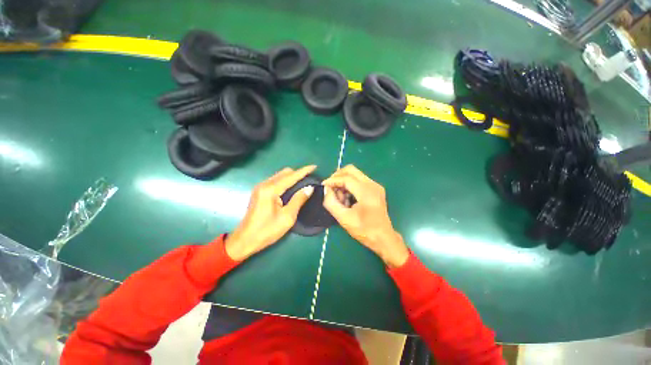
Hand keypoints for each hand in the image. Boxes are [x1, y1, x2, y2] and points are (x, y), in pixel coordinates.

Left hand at [225, 165, 315, 260]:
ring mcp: (260, 187)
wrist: (244, 240)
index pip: (291, 176)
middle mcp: (264, 185)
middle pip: (284, 173)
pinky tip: (291, 188)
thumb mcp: (287, 217)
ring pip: (279, 176)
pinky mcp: (259, 192)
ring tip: (303, 182)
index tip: (314, 166)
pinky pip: (275, 181)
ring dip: (291, 177)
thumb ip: (298, 200)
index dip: (304, 171)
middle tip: (310, 178)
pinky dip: (285, 181)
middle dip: (298, 173)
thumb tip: (310, 188)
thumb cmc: (267, 231)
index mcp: (271, 190)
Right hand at [322, 165, 408, 267]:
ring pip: (355, 174)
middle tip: (330, 187)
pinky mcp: (376, 189)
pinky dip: (350, 185)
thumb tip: (326, 189)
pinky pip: (359, 180)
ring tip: (340, 197)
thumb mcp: (344, 218)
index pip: (346, 178)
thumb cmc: (364, 230)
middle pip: (351, 170)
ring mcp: (375, 185)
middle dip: (338, 176)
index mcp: (366, 191)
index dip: (332, 180)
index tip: (323, 185)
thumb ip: (331, 202)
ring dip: (344, 181)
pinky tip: (347, 198)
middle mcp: (372, 184)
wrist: (383, 238)